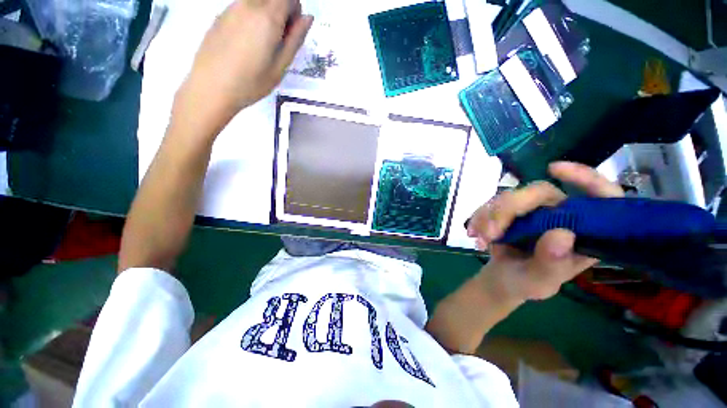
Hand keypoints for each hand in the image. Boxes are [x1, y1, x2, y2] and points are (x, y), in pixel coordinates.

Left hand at [175, 0, 312, 131]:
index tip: (292, 33)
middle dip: (282, 11)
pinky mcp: (220, 15)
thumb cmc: (251, 82)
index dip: (296, 12)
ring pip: (257, 1)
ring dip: (267, 14)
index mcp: (267, 17)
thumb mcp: (280, 66)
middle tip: (280, 39)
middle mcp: (249, 4)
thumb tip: (308, 18)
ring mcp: (232, 7)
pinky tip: (246, 43)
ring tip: (262, 44)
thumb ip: (295, 40)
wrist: (211, 87)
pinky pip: (243, 7)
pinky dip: (252, 17)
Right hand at [467, 162, 623, 301]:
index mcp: (583, 231)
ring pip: (509, 196)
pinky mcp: (511, 211)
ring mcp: (534, 211)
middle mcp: (561, 215)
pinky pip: (491, 204)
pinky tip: (473, 232)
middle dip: (509, 210)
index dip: (586, 177)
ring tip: (480, 238)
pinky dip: (479, 216)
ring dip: (489, 216)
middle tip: (491, 233)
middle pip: (538, 192)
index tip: (553, 169)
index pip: (601, 196)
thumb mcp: (540, 281)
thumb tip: (562, 233)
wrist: (502, 279)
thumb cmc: (527, 283)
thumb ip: (552, 263)